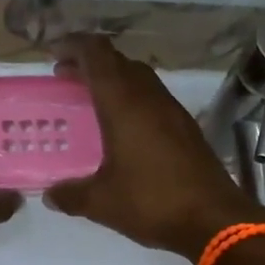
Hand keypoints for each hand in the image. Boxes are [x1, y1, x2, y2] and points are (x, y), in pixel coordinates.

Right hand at [45, 34, 264, 260]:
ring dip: (113, 80)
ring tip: (91, 101)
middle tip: (65, 78)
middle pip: (118, 61)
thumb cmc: (152, 202)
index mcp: (124, 103)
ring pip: (139, 78)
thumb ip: (70, 195)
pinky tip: (123, 128)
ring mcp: (172, 110)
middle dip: (89, 63)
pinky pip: (153, 98)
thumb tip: (49, 195)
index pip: (97, 54)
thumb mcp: (101, 202)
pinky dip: (132, 99)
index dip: (73, 45)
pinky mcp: (187, 127)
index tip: (53, 53)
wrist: (214, 219)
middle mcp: (149, 97)